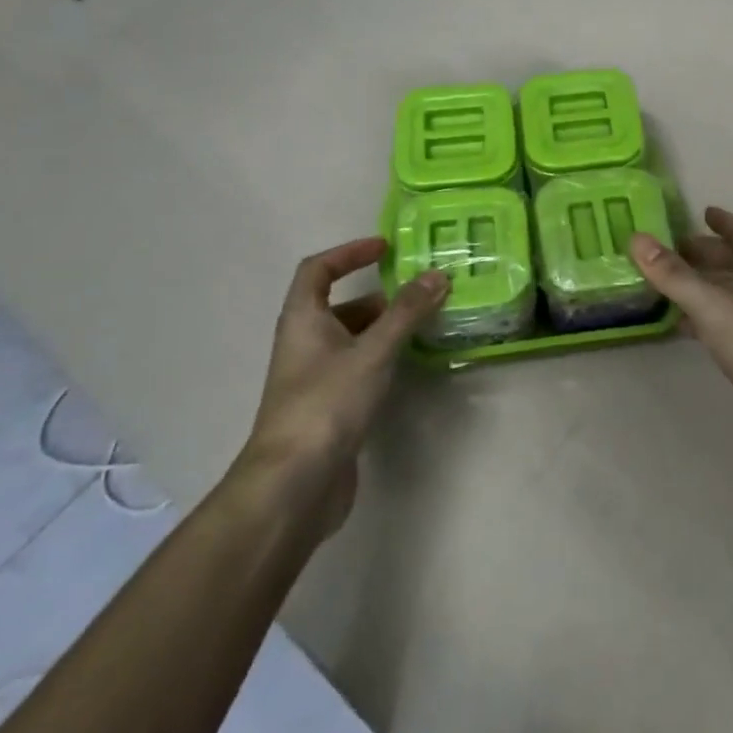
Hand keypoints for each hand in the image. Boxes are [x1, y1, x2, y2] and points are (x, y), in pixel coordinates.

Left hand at [238, 238, 446, 521]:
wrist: (294, 484)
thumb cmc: (327, 404)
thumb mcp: (372, 351)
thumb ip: (406, 312)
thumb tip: (438, 274)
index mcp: (302, 319)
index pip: (318, 270)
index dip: (349, 253)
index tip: (385, 248)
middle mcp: (304, 343)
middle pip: (339, 305)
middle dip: (379, 296)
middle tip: (421, 292)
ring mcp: (315, 378)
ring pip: (351, 339)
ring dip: (384, 328)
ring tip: (425, 325)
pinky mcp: (329, 407)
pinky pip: (358, 367)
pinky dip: (382, 357)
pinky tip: (409, 365)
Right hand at [630, 207, 732, 458]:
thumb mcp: (712, 304)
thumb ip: (674, 274)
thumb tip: (636, 238)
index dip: (724, 221)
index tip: (702, 212)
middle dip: (704, 253)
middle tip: (668, 250)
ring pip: (728, 293)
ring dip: (700, 285)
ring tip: (665, 283)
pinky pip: (725, 322)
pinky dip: (702, 317)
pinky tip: (680, 325)